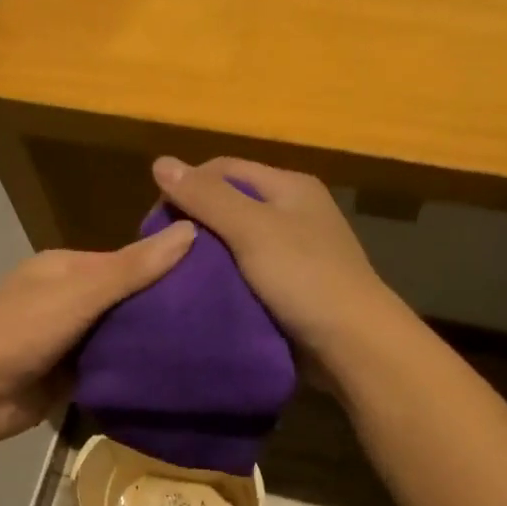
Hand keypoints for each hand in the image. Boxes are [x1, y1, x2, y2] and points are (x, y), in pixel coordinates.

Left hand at [0, 223, 196, 445]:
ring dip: (150, 345)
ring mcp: (69, 343)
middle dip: (162, 311)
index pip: (129, 262)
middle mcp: (70, 301)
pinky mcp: (69, 379)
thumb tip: (190, 229)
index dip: (167, 268)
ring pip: (120, 339)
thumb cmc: (18, 331)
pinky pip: (110, 372)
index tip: (215, 278)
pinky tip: (173, 378)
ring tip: (208, 349)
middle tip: (221, 320)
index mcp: (68, 269)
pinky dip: (132, 374)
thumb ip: (132, 269)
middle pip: (127, 302)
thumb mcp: (78, 293)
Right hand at [150, 156, 404, 362]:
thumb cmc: (304, 277)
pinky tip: (203, 297)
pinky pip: (248, 276)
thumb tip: (160, 162)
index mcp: (290, 187)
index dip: (187, 186)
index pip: (224, 170)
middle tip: (162, 253)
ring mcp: (295, 253)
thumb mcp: (252, 229)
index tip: (155, 221)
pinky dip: (224, 282)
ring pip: (237, 244)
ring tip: (175, 276)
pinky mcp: (291, 289)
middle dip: (195, 224)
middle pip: (230, 206)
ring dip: (207, 258)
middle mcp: (294, 213)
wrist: (352, 343)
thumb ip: (206, 198)